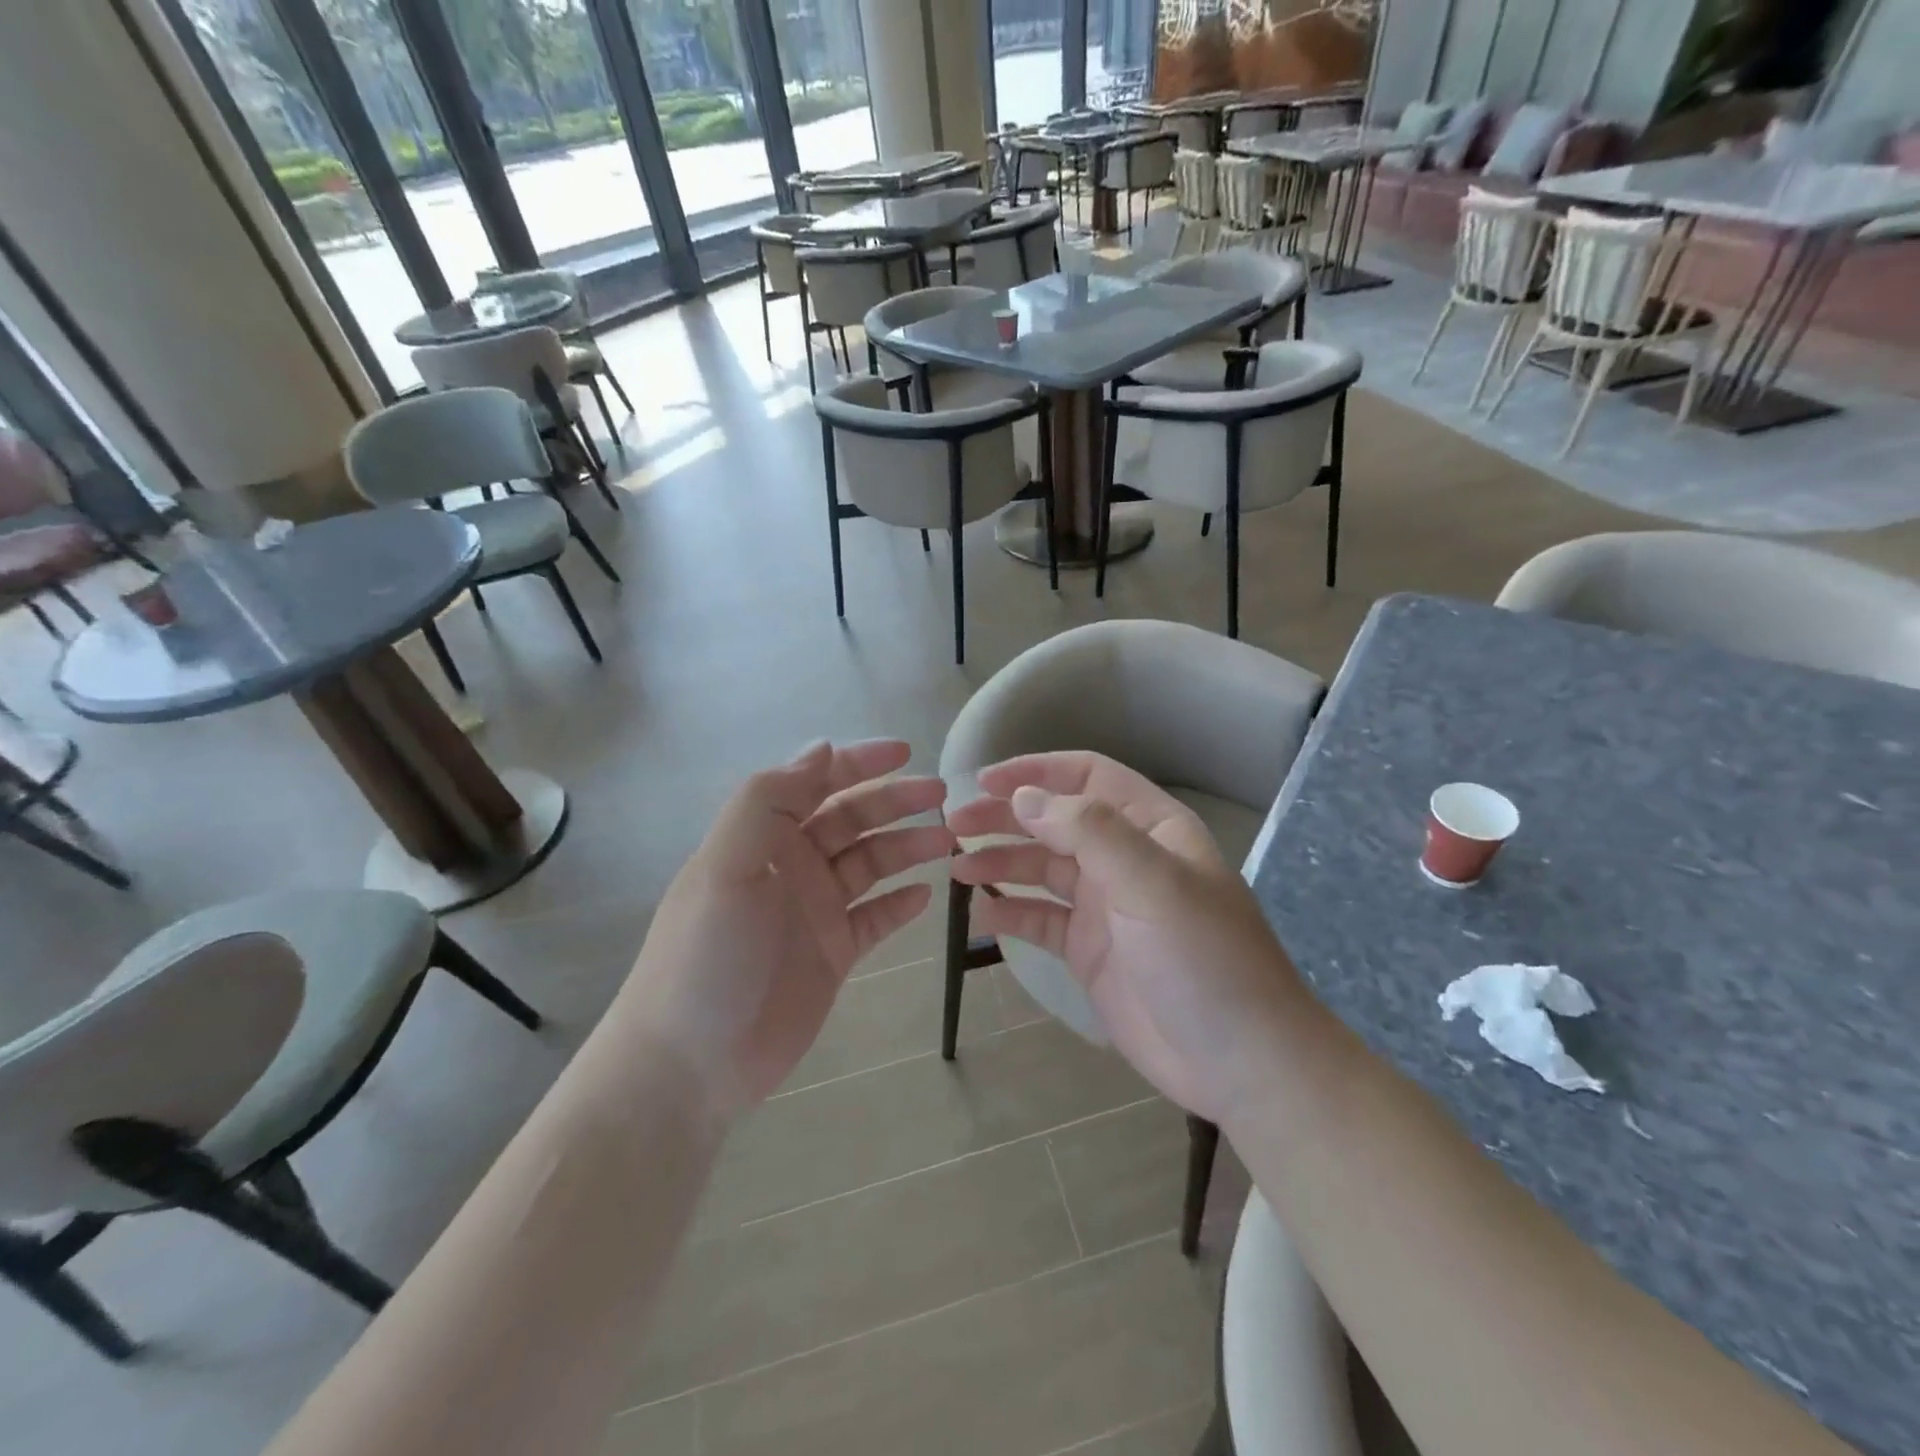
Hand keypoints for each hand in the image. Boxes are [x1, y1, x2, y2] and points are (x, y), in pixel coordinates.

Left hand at [620, 740, 951, 1120]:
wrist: (690, 1063)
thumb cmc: (707, 956)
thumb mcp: (725, 865)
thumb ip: (768, 800)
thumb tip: (821, 749)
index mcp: (764, 837)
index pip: (817, 782)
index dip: (859, 763)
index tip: (906, 753)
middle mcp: (792, 865)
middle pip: (852, 820)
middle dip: (896, 803)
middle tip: (942, 800)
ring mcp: (814, 910)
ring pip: (870, 864)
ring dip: (907, 849)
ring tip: (947, 844)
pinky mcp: (831, 953)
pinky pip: (874, 918)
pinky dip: (899, 904)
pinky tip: (926, 895)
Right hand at [947, 752, 1304, 1127]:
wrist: (1241, 1062)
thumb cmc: (1204, 958)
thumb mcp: (1152, 882)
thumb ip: (1089, 831)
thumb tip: (1024, 797)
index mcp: (1150, 828)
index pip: (1087, 777)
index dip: (1036, 771)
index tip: (983, 780)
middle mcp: (1125, 859)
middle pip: (1055, 822)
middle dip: (1006, 817)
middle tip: (954, 823)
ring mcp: (1107, 907)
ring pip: (1043, 869)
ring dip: (1001, 862)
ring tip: (956, 867)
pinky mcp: (1091, 951)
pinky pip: (1043, 920)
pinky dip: (1012, 912)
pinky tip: (982, 913)